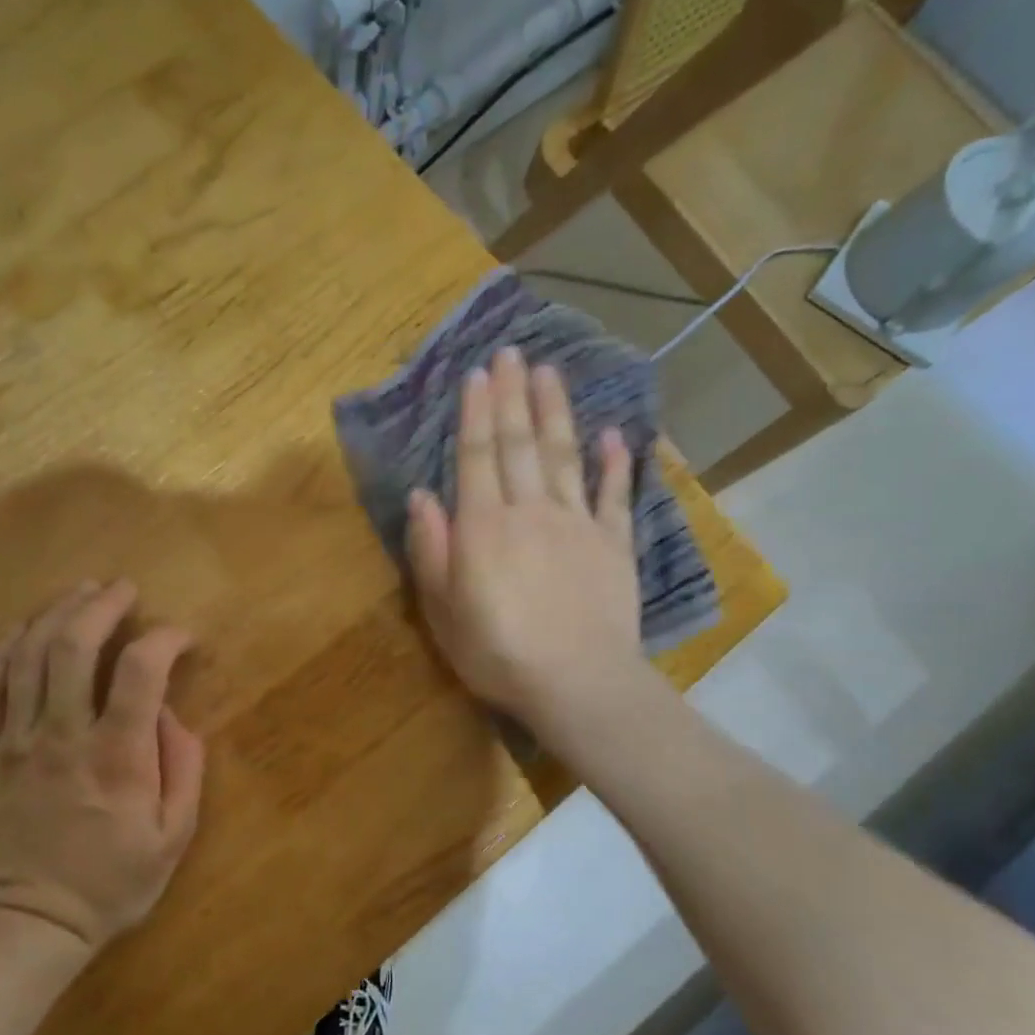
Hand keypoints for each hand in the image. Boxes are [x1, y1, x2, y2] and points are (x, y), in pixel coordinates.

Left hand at [0, 580, 204, 953]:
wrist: (25, 926)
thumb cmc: (109, 884)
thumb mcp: (173, 837)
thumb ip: (183, 767)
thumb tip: (170, 713)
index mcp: (117, 755)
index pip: (142, 670)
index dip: (166, 638)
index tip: (180, 636)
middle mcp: (63, 735)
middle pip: (75, 645)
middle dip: (102, 605)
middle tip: (122, 588)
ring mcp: (15, 742)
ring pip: (29, 656)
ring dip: (57, 613)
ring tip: (80, 593)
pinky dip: (6, 650)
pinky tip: (23, 629)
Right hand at [406, 347, 644, 739]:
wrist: (576, 683)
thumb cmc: (496, 652)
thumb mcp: (442, 609)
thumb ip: (431, 548)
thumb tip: (421, 495)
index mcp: (483, 525)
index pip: (476, 455)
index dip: (476, 412)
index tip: (478, 373)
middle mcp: (530, 510)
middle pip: (519, 443)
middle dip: (513, 395)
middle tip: (513, 352)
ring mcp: (576, 523)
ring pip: (564, 455)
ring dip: (556, 412)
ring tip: (551, 372)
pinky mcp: (613, 544)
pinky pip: (613, 496)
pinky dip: (614, 464)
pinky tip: (613, 435)